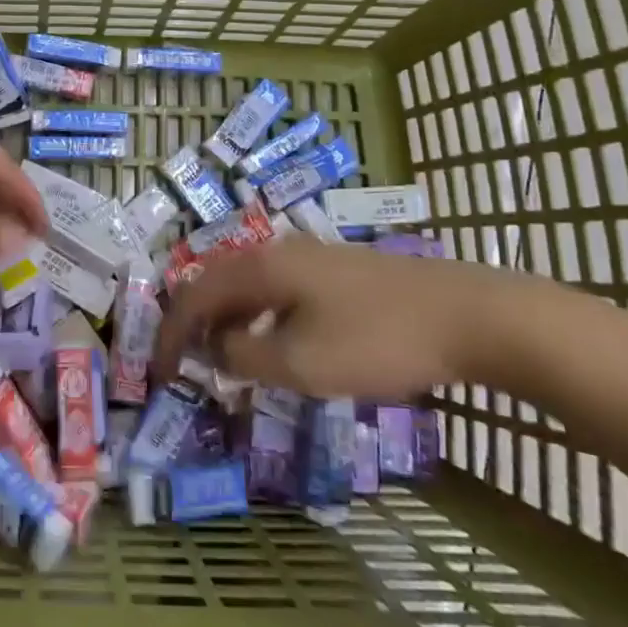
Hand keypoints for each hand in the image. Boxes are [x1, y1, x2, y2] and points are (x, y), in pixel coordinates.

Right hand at [154, 238, 533, 398]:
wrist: (468, 315)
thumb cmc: (376, 340)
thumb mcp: (301, 362)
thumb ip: (246, 357)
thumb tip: (216, 350)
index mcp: (259, 267)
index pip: (194, 296)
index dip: (171, 334)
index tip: (159, 374)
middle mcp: (275, 252)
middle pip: (215, 283)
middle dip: (194, 323)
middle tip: (185, 363)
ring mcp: (309, 258)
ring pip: (247, 286)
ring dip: (227, 320)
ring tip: (224, 358)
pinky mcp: (336, 272)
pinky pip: (276, 290)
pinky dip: (257, 317)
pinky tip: (275, 342)